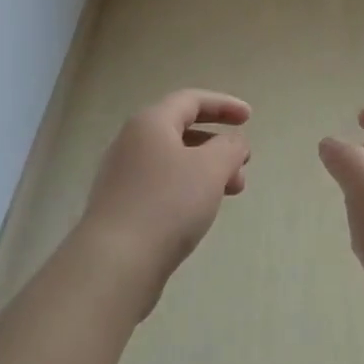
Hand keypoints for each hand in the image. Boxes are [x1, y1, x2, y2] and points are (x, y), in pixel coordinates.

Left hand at [79, 89, 251, 316]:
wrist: (114, 262)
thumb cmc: (167, 204)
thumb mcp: (211, 168)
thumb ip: (230, 147)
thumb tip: (233, 142)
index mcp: (150, 123)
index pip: (191, 100)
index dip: (223, 105)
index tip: (249, 118)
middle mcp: (131, 142)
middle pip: (181, 130)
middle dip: (218, 144)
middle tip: (244, 163)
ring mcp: (122, 175)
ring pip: (173, 160)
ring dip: (207, 169)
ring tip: (232, 192)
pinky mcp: (121, 206)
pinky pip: (162, 185)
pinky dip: (188, 188)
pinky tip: (201, 211)